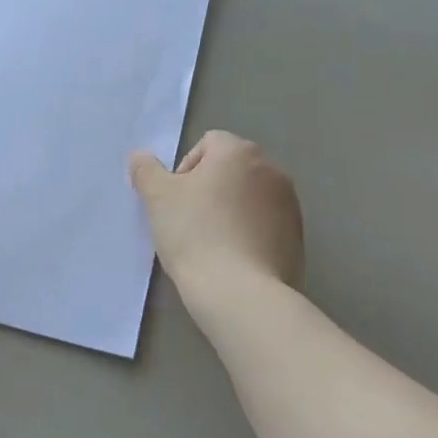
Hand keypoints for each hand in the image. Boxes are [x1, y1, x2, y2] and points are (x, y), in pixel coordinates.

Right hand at [129, 131, 303, 294]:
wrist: (239, 292)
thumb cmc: (195, 234)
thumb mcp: (158, 198)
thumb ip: (146, 171)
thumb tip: (140, 156)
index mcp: (240, 152)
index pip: (207, 144)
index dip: (185, 170)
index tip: (176, 202)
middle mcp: (272, 170)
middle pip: (231, 170)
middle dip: (209, 190)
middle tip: (189, 222)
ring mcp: (290, 204)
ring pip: (249, 198)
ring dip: (230, 211)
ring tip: (212, 244)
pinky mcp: (297, 237)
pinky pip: (266, 225)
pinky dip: (249, 234)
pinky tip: (233, 260)